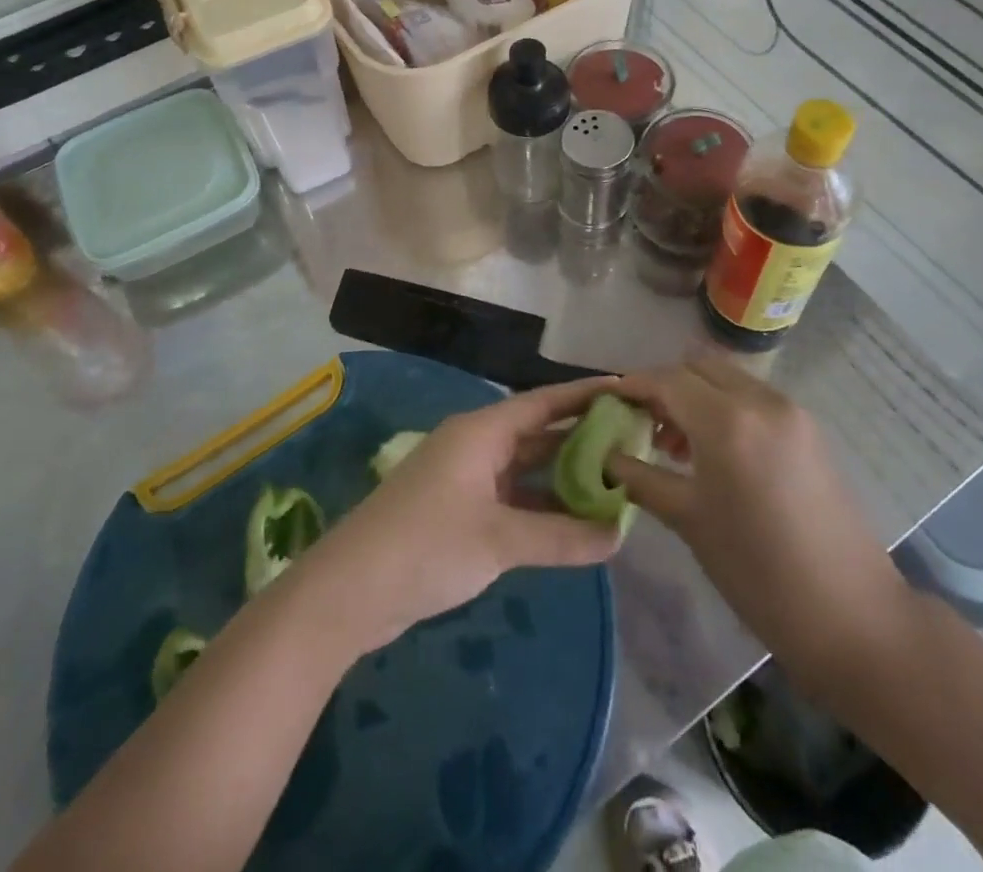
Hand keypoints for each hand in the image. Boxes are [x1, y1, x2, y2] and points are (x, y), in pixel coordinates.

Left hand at [291, 381, 621, 657]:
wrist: (349, 591)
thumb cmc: (427, 545)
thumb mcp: (500, 540)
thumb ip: (561, 536)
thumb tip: (619, 535)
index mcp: (482, 432)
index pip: (544, 402)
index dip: (585, 395)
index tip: (627, 391)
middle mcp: (475, 445)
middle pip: (537, 433)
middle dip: (582, 439)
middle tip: (632, 442)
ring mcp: (465, 478)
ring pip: (525, 468)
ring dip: (563, 477)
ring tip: (614, 483)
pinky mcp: (458, 510)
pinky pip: (511, 497)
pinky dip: (541, 505)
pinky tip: (573, 522)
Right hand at [606, 355, 911, 681]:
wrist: (852, 615)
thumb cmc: (757, 571)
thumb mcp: (689, 521)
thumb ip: (642, 477)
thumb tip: (607, 456)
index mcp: (727, 421)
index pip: (667, 380)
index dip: (633, 386)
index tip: (610, 402)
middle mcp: (760, 400)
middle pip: (698, 366)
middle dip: (665, 386)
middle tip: (644, 424)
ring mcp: (790, 411)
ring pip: (728, 378)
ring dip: (696, 395)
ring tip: (676, 444)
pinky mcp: (808, 429)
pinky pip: (753, 398)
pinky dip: (725, 407)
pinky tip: (715, 452)